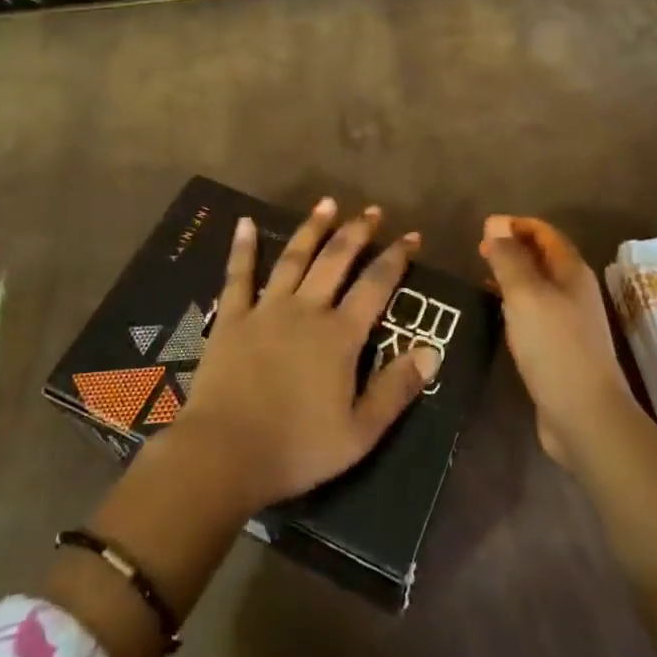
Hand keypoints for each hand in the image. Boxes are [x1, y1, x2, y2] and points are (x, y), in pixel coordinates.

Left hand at [177, 197, 439, 512]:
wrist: (225, 453)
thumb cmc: (297, 448)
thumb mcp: (359, 433)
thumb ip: (395, 390)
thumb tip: (432, 351)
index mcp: (339, 336)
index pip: (375, 286)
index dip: (396, 258)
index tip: (412, 236)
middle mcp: (306, 310)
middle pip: (335, 260)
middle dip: (357, 233)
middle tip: (372, 211)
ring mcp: (266, 309)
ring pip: (294, 258)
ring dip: (312, 229)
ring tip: (327, 203)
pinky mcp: (233, 318)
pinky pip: (238, 275)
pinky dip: (243, 248)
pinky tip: (244, 222)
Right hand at [479, 215, 641, 470]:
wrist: (585, 416)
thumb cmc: (554, 347)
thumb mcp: (525, 295)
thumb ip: (508, 258)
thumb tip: (495, 223)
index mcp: (571, 272)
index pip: (545, 233)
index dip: (516, 225)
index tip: (483, 228)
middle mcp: (575, 291)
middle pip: (543, 257)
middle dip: (513, 248)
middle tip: (478, 251)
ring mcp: (570, 321)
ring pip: (539, 285)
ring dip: (513, 275)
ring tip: (481, 277)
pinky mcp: (561, 348)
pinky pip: (535, 312)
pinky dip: (515, 303)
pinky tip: (497, 314)